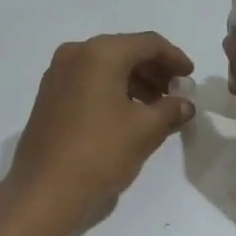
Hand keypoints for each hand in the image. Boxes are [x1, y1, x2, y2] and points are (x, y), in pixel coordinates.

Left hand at [0, 32, 195, 231]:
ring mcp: (57, 75)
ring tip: (156, 109)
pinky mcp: (49, 97)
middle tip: (176, 94)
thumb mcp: (145, 130)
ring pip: (106, 68)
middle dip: (154, 71)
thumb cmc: (100, 153)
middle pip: (125, 52)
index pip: (147, 43)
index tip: (190, 77)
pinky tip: (128, 115)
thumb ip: (171, 110)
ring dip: (134, 83)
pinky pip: (89, 82)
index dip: (174, 58)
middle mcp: (75, 54)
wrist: (44, 192)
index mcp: (99, 53)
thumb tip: (185, 104)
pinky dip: (112, 91)